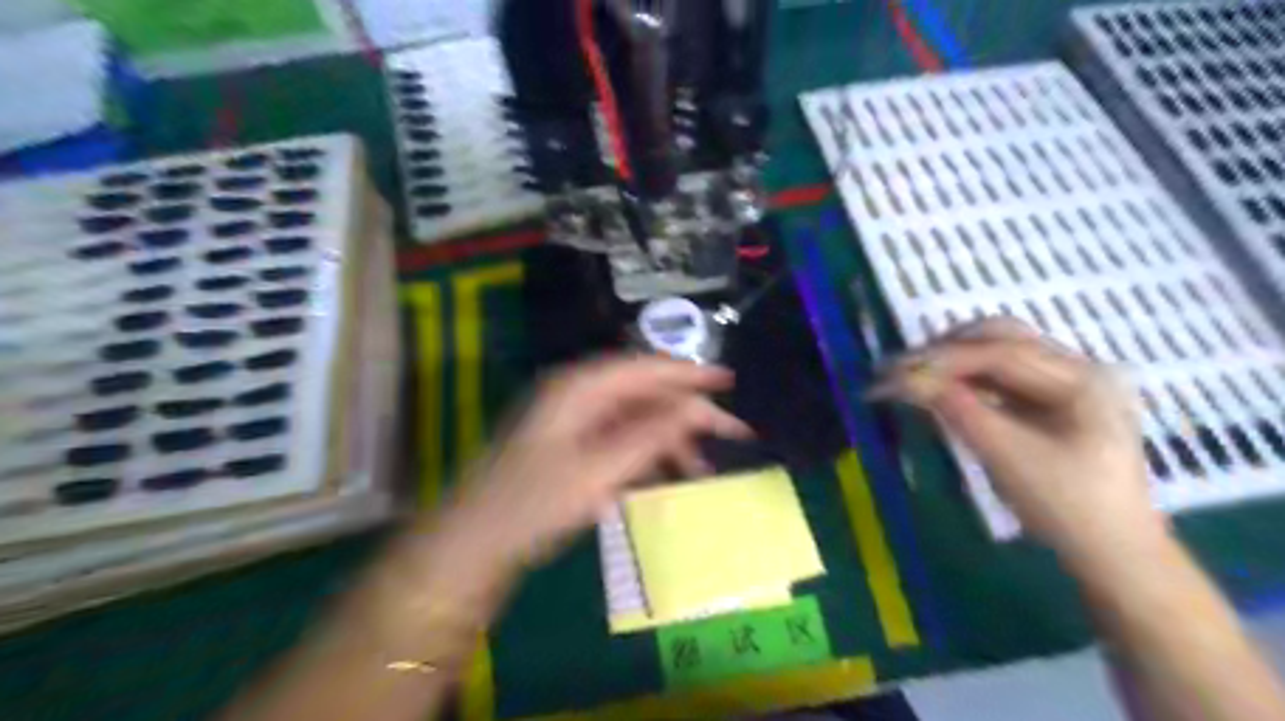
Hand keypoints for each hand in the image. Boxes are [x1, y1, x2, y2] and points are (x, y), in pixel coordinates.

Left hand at [445, 355, 753, 569]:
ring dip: (670, 440)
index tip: (729, 383)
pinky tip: (668, 478)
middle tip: (731, 434)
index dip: (689, 374)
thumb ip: (650, 435)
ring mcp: (574, 422)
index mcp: (581, 389)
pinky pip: (621, 441)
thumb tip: (694, 408)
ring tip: (702, 471)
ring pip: (636, 420)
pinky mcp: (572, 447)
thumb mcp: (598, 470)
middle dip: (688, 414)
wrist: (473, 542)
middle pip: (645, 394)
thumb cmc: (533, 503)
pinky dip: (648, 456)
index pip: (646, 368)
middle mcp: (579, 396)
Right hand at [873, 318, 1164, 559]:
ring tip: (910, 376)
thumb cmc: (1067, 508)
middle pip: (1001, 337)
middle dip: (945, 350)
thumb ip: (956, 409)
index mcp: (1083, 378)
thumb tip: (902, 380)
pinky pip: (1001, 376)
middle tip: (898, 369)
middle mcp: (1079, 367)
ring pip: (999, 352)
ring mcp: (1068, 382)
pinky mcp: (1054, 400)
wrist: (1114, 555)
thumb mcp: (1007, 456)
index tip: (891, 373)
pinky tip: (939, 389)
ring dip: (953, 360)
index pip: (1000, 352)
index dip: (940, 359)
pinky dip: (966, 378)